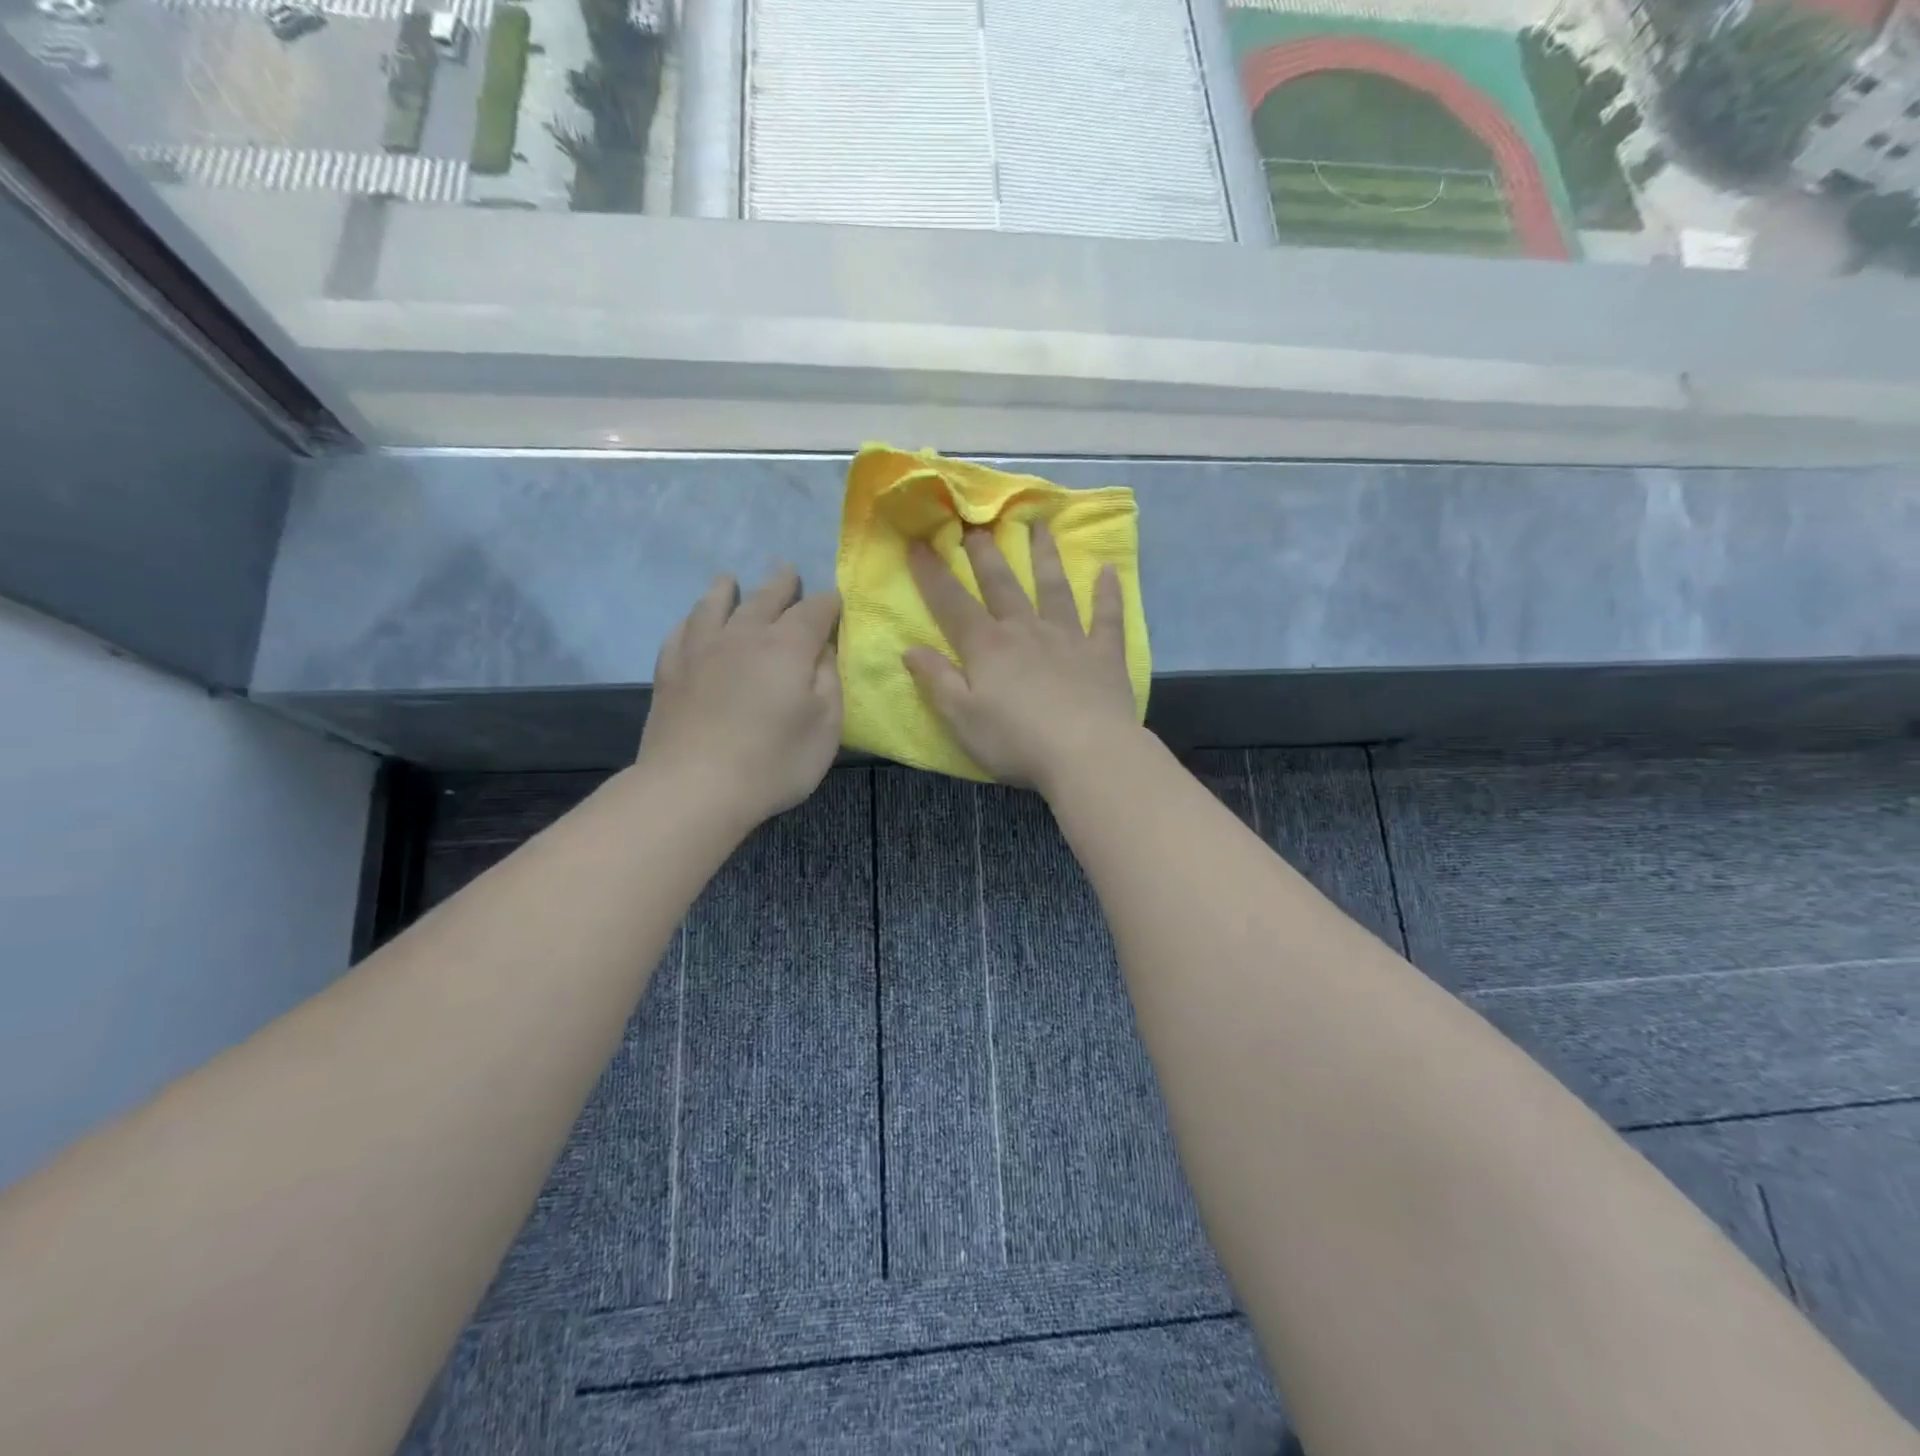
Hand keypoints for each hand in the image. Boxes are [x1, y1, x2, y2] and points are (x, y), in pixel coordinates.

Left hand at [637, 566, 841, 826]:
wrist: (694, 787)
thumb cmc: (773, 761)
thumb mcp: (826, 726)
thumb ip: (829, 680)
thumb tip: (823, 650)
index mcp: (788, 646)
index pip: (815, 611)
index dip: (828, 603)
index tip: (836, 601)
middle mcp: (744, 634)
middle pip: (765, 598)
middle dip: (782, 585)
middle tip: (788, 571)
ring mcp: (701, 649)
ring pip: (715, 605)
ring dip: (728, 589)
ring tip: (730, 580)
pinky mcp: (670, 670)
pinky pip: (682, 631)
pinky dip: (693, 619)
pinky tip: (694, 622)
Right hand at [904, 523, 1138, 789]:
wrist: (1087, 754)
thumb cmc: (1016, 741)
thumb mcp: (962, 718)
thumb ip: (936, 681)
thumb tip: (910, 648)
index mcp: (988, 647)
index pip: (952, 604)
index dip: (932, 574)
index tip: (918, 542)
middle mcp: (1026, 631)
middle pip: (1002, 585)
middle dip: (985, 554)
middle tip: (976, 524)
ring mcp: (1068, 638)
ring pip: (1054, 588)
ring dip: (1045, 556)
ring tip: (1039, 526)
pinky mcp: (1104, 654)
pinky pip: (1106, 617)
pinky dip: (1108, 593)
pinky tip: (1109, 570)